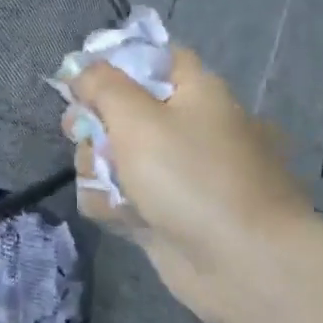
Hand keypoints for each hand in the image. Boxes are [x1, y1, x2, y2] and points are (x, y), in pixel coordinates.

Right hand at [64, 47, 314, 322]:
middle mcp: (187, 128)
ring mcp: (176, 174)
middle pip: (123, 111)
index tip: (80, 81)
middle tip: (79, 135)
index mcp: (196, 93)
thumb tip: (82, 68)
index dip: (114, 64)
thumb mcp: (138, 119)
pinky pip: (123, 198)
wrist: (242, 263)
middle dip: (94, 125)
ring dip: (98, 170)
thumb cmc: (191, 177)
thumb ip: (103, 87)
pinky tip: (120, 217)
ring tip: (109, 188)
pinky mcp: (164, 214)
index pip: (154, 59)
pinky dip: (115, 205)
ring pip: (115, 157)